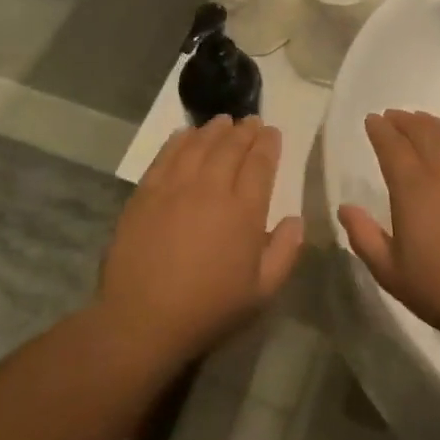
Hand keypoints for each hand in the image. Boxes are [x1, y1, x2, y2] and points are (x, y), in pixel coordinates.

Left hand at [100, 116, 303, 363]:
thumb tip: (295, 220)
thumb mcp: (261, 292)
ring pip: (198, 144)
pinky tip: (185, 134)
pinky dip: (179, 140)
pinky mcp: (145, 192)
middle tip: (251, 121)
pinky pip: (166, 155)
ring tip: (223, 121)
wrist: (143, 318)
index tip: (272, 132)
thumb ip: (284, 252)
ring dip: (213, 129)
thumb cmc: (209, 309)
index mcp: (243, 211)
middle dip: (244, 130)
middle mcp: (210, 188)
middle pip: (230, 147)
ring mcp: (174, 186)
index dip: (268, 144)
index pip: (260, 164)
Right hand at [337, 111, 439, 353]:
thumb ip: (364, 237)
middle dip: (404, 121)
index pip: (392, 146)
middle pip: (422, 133)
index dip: (380, 130)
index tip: (372, 120)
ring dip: (431, 124)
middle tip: (392, 116)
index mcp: (413, 188)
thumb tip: (346, 208)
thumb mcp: (391, 273)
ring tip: (420, 120)